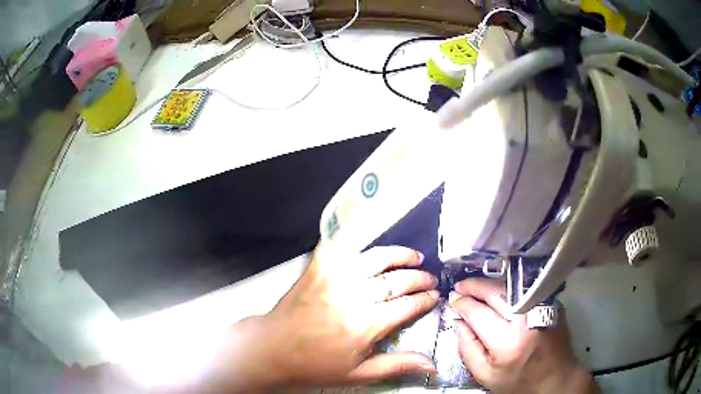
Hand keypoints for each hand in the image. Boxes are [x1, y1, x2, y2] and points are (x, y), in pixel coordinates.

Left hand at [199, 245, 439, 391]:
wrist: (273, 347)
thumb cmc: (316, 365)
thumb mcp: (359, 373)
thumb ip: (398, 365)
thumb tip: (432, 364)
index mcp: (365, 324)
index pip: (407, 305)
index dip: (425, 300)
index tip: (435, 297)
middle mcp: (353, 296)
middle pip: (397, 279)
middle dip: (420, 277)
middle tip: (430, 278)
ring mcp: (334, 277)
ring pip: (376, 257)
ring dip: (399, 255)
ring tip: (414, 256)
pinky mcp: (318, 267)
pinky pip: (342, 245)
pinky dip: (359, 239)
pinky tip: (372, 243)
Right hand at [449, 278, 597, 393]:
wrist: (555, 377)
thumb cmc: (518, 381)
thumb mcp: (486, 376)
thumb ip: (468, 349)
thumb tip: (458, 323)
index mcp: (507, 343)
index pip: (479, 314)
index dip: (463, 304)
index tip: (452, 299)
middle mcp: (526, 320)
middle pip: (495, 293)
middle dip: (474, 286)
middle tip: (460, 286)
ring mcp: (542, 308)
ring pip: (510, 287)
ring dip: (489, 284)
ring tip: (474, 286)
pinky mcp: (551, 303)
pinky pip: (525, 290)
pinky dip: (507, 288)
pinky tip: (497, 292)